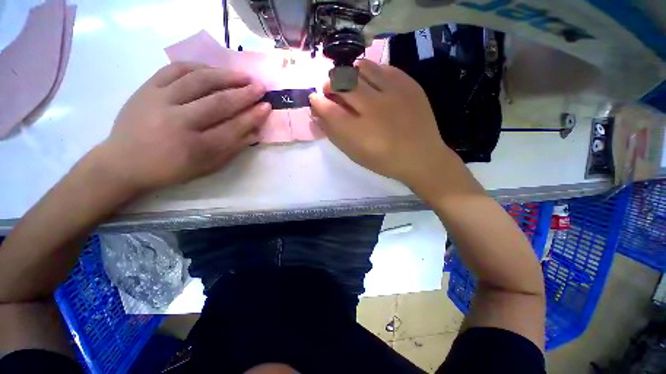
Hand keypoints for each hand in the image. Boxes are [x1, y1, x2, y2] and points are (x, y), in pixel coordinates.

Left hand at [97, 62, 270, 193]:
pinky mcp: (146, 88)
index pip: (233, 128)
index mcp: (196, 147)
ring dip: (226, 76)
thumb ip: (233, 148)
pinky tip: (214, 70)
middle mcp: (178, 121)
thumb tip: (255, 131)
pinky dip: (199, 67)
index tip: (267, 106)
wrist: (124, 161)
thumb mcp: (207, 166)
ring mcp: (159, 101)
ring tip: (243, 75)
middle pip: (219, 102)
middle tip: (261, 87)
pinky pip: (176, 69)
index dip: (253, 116)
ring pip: (199, 81)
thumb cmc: (171, 169)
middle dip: (244, 94)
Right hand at [310, 60, 460, 189]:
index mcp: (358, 132)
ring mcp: (393, 93)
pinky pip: (382, 68)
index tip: (316, 99)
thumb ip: (334, 133)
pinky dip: (370, 72)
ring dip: (350, 74)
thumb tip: (318, 113)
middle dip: (330, 84)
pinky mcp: (408, 84)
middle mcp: (373, 108)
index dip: (317, 101)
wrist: (421, 157)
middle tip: (331, 89)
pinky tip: (370, 83)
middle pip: (342, 82)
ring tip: (351, 84)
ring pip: (361, 68)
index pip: (328, 108)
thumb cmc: (384, 160)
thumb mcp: (354, 153)